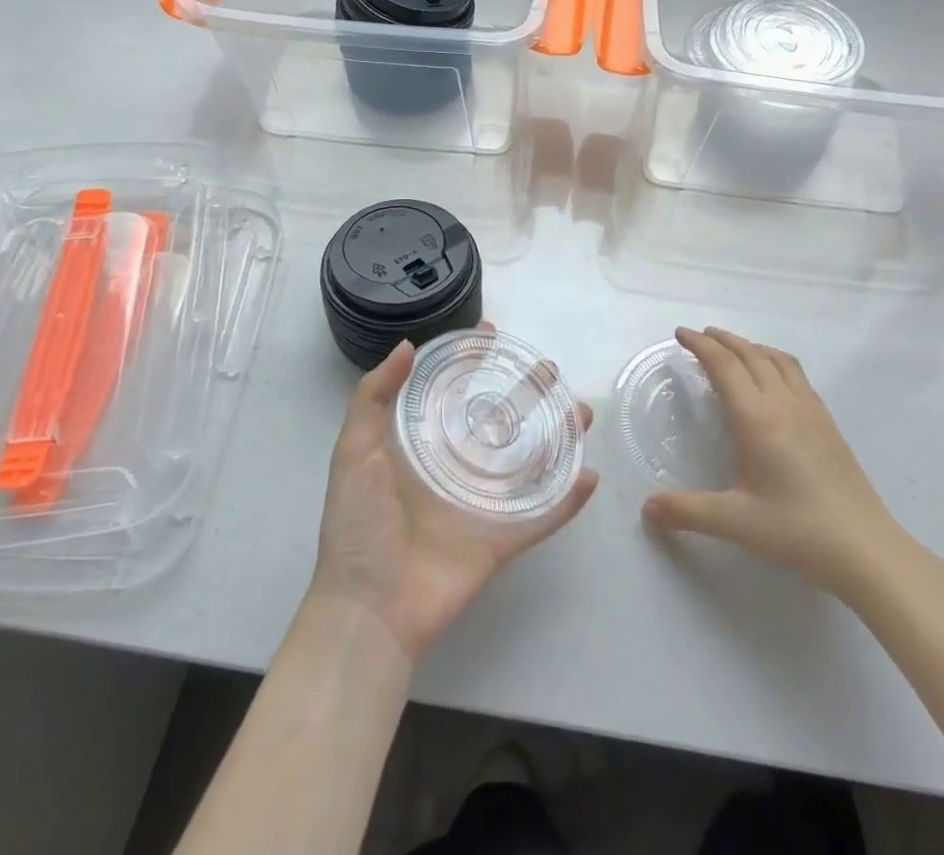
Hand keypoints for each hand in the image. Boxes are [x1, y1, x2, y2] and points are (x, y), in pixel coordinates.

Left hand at [308, 334, 597, 664]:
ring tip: (582, 412)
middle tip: (550, 370)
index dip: (471, 363)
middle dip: (527, 394)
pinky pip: (541, 517)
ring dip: (559, 437)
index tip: (492, 335)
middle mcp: (456, 468)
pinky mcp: (501, 540)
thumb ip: (373, 398)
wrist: (369, 610)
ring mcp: (482, 504)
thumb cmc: (358, 526)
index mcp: (422, 446)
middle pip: (500, 421)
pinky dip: (567, 501)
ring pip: (530, 462)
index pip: (453, 392)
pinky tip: (589, 477)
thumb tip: (407, 347)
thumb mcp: (353, 452)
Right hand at [642, 327, 902, 593]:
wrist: (866, 548)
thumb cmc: (797, 531)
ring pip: (776, 359)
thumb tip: (647, 508)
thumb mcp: (736, 522)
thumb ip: (687, 511)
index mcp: (757, 418)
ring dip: (750, 346)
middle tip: (699, 336)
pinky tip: (773, 379)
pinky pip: (796, 373)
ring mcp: (811, 410)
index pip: (724, 366)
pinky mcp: (828, 422)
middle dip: (722, 339)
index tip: (680, 334)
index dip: (700, 345)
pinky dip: (773, 360)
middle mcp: (783, 403)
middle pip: (750, 354)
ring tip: (733, 349)